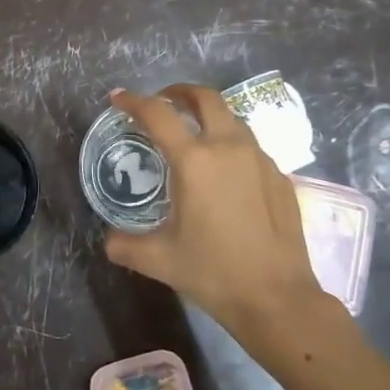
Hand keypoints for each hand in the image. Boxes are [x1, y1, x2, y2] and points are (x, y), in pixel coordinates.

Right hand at [103, 86, 323, 338]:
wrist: (277, 297)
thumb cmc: (214, 272)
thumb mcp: (159, 259)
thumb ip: (125, 245)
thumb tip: (109, 240)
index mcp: (194, 161)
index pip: (158, 114)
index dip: (133, 101)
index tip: (118, 98)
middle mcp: (229, 148)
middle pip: (205, 98)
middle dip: (180, 92)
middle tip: (164, 101)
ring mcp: (260, 160)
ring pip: (232, 119)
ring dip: (208, 116)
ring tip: (194, 133)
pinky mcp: (280, 177)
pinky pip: (250, 147)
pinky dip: (230, 145)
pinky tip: (225, 174)